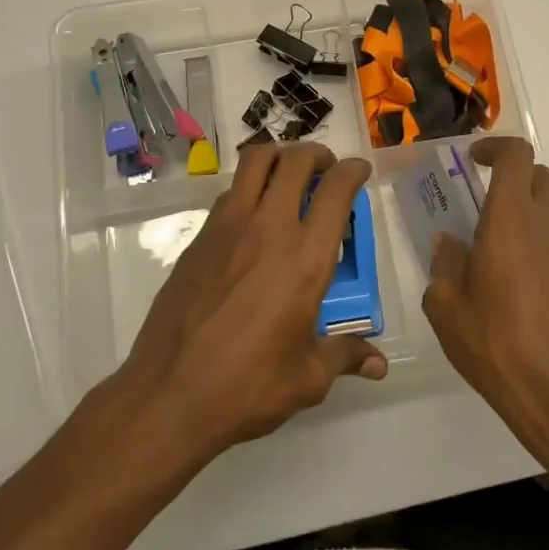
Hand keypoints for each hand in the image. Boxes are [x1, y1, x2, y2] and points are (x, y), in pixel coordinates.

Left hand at [115, 142, 387, 461]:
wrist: (169, 394)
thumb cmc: (248, 387)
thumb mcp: (307, 378)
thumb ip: (344, 356)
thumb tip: (378, 366)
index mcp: (306, 258)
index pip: (336, 189)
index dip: (353, 171)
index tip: (359, 171)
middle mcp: (269, 229)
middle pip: (294, 160)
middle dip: (316, 154)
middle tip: (324, 169)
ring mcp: (227, 227)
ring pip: (255, 161)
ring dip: (278, 158)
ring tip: (288, 178)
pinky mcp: (199, 238)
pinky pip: (229, 194)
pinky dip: (248, 188)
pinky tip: (253, 219)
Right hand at [425, 137, 548, 460]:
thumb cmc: (496, 344)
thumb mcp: (446, 306)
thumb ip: (445, 264)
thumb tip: (450, 243)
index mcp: (512, 218)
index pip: (516, 156)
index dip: (495, 149)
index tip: (475, 161)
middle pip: (541, 178)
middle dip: (515, 182)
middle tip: (488, 209)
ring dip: (534, 220)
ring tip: (509, 260)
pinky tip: (536, 291)